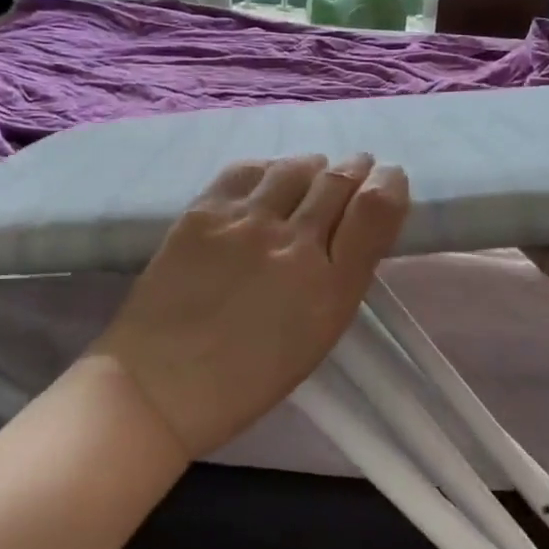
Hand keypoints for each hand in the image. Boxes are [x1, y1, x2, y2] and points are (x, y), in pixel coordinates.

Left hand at [93, 154, 410, 458]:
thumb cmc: (244, 380)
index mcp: (330, 289)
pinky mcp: (205, 211)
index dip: (389, 185)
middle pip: (338, 181)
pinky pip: (248, 170)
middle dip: (356, 168)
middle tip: (357, 165)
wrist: (158, 383)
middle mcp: (295, 245)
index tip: (389, 179)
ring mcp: (246, 223)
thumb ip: (339, 280)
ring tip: (313, 171)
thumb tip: (347, 231)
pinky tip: (268, 179)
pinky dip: (268, 170)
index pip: (376, 211)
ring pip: (295, 168)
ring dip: (313, 166)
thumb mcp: (315, 337)